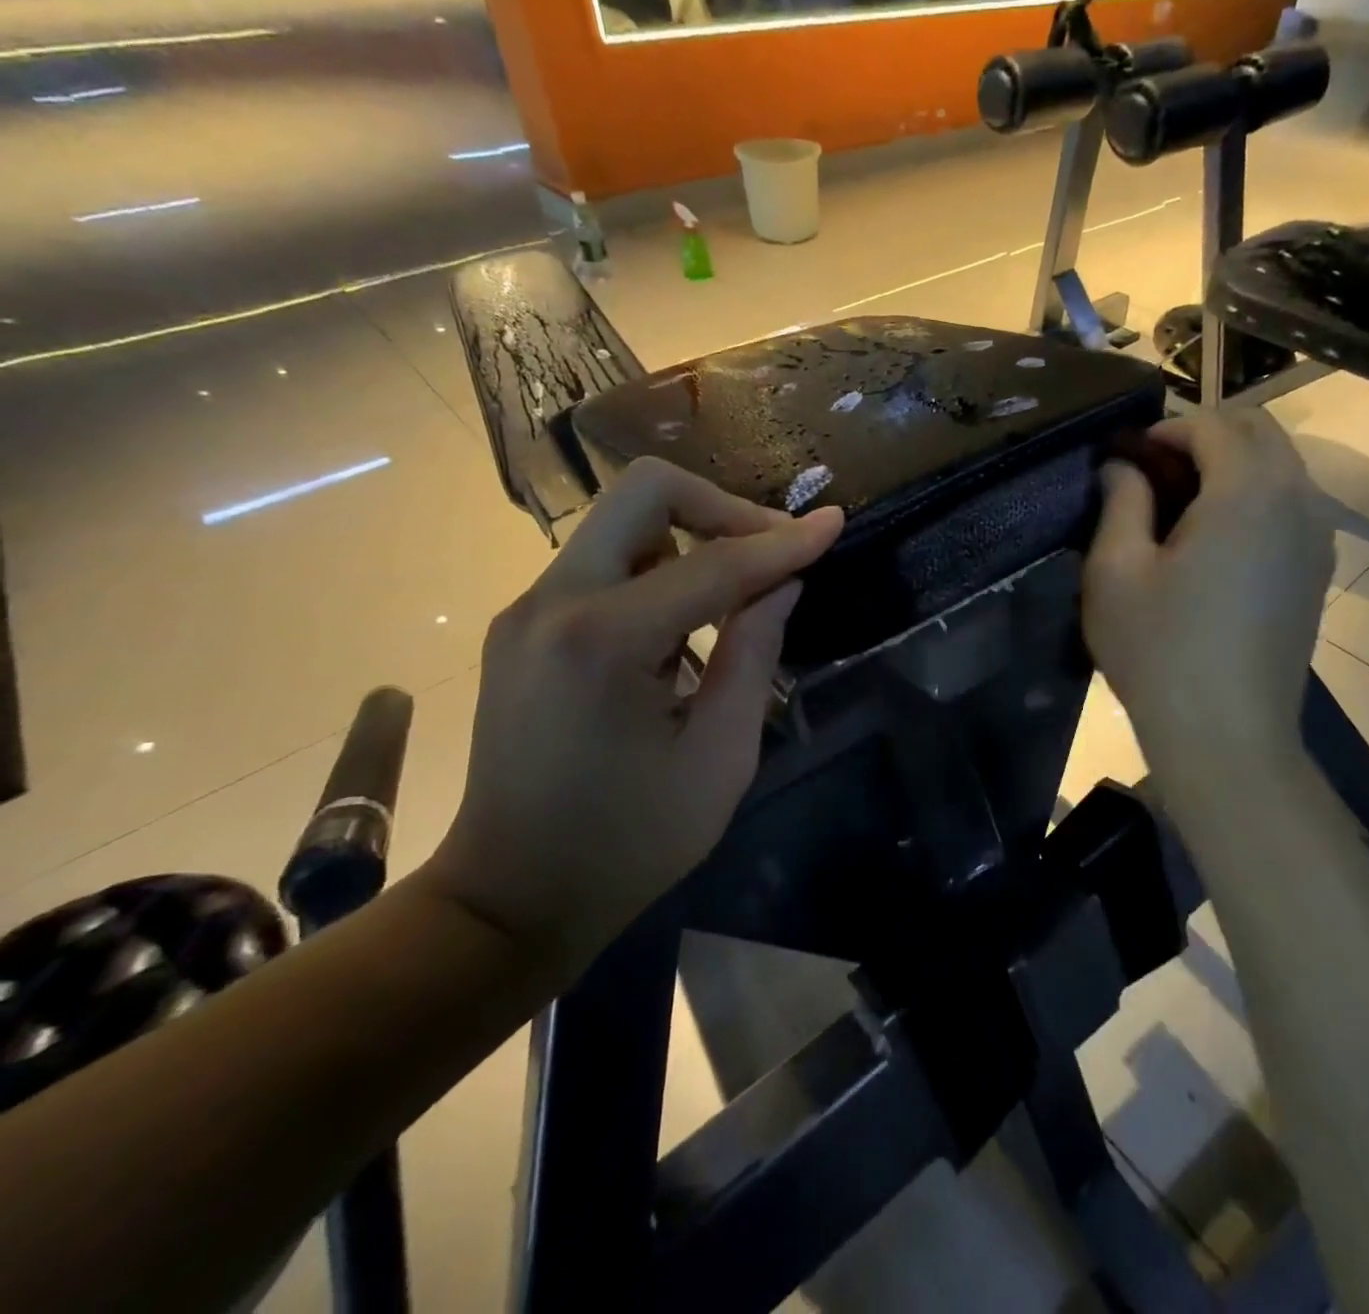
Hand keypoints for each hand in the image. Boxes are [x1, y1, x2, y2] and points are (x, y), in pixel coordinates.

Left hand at [424, 460, 843, 971]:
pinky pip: (603, 562)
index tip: (835, 523)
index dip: (783, 542)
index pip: (714, 563)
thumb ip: (754, 655)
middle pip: (643, 494)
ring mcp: (528, 609)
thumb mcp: (719, 757)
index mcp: (603, 641)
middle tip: (773, 551)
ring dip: (690, 536)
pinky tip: (687, 621)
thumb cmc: (628, 842)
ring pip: (621, 522)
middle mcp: (552, 602)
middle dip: (723, 509)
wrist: (510, 897)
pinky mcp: (524, 626)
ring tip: (739, 590)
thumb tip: (782, 584)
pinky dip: (658, 567)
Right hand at [1083, 409, 1332, 798]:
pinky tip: (1215, 542)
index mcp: (1248, 492)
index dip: (1166, 430)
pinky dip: (1256, 497)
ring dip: (1233, 464)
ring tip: (1181, 506)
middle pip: (1260, 432)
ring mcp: (1317, 538)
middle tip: (1154, 473)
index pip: (1214, 424)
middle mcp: (1297, 501)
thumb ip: (1119, 501)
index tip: (1128, 457)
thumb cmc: (1160, 651)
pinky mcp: (1318, 572)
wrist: (1227, 735)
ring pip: (1282, 467)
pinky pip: (1292, 505)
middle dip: (1205, 436)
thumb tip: (1121, 466)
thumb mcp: (1116, 572)